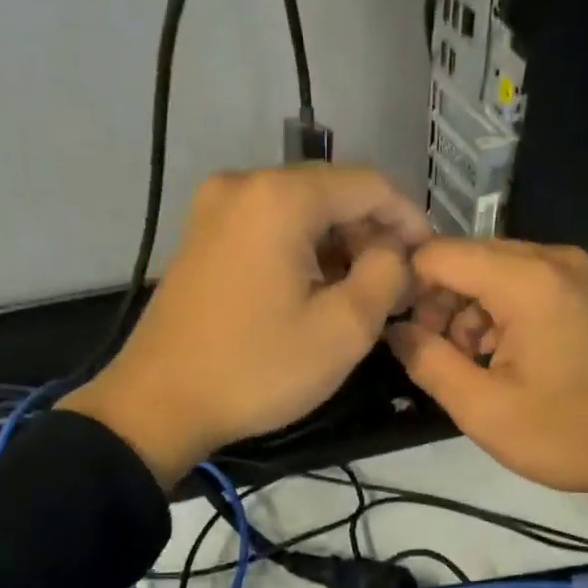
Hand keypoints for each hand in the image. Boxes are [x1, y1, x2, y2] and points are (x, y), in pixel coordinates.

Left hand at [58, 167, 428, 486]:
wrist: (158, 403)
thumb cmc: (257, 368)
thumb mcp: (343, 329)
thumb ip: (387, 275)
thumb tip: (394, 250)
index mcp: (280, 197)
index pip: (369, 184)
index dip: (409, 219)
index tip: (429, 260)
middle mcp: (244, 184)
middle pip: (332, 192)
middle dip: (372, 233)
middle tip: (397, 284)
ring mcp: (215, 207)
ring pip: (300, 210)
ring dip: (339, 243)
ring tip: (362, 291)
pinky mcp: (202, 235)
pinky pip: (269, 226)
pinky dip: (303, 249)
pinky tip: (316, 288)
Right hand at [385, 239, 587, 508]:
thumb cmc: (568, 433)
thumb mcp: (484, 410)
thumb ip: (427, 362)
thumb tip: (395, 328)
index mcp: (527, 280)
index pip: (438, 254)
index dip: (404, 284)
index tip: (390, 325)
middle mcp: (551, 258)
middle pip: (465, 258)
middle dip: (437, 302)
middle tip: (429, 354)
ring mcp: (572, 271)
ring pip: (491, 271)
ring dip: (466, 311)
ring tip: (468, 364)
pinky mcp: (582, 289)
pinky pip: (521, 284)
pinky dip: (497, 313)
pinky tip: (499, 356)